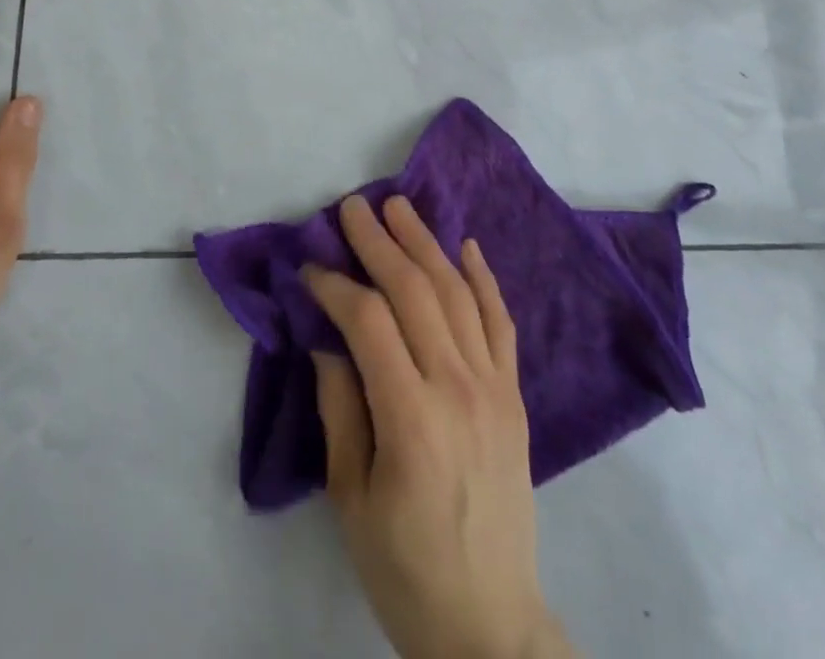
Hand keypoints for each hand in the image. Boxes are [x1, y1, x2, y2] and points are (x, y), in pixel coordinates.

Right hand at [304, 196, 574, 658]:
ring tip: (400, 207)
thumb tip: (327, 340)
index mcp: (412, 418)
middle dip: (379, 242)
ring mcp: (494, 388)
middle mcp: (458, 388)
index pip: (369, 322)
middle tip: (352, 207)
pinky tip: (467, 246)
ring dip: (426, 244)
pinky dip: (484, 280)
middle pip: (415, 292)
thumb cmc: (405, 567)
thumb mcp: (351, 498)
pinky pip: (501, 323)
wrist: (490, 624)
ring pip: (458, 294)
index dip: (335, 286)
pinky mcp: (514, 396)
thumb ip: (340, 409)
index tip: (309, 268)